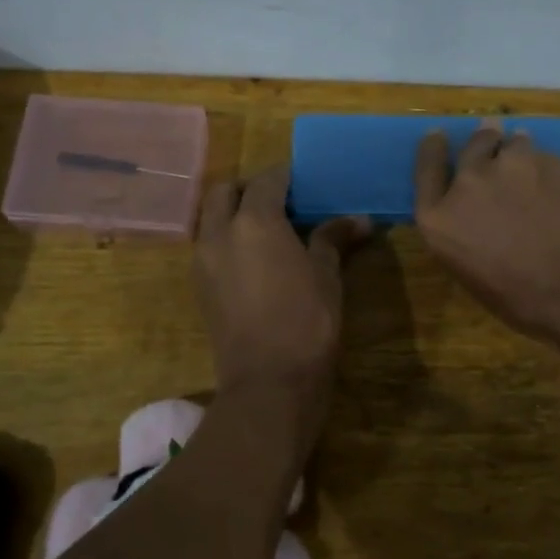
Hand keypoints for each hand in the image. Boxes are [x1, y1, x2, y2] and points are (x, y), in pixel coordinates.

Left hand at [194, 165, 370, 392]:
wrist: (268, 383)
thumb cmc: (307, 322)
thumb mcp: (326, 276)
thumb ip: (333, 239)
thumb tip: (359, 219)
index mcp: (254, 222)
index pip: (266, 180)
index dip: (285, 175)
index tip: (304, 179)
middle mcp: (220, 233)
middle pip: (224, 191)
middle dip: (248, 188)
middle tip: (279, 200)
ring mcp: (203, 261)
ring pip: (210, 218)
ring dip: (233, 213)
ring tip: (268, 229)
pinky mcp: (199, 287)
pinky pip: (209, 246)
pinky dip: (227, 239)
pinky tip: (255, 259)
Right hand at [414, 121, 559, 337]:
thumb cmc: (519, 298)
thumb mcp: (470, 270)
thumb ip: (464, 230)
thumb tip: (478, 216)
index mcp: (441, 216)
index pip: (427, 168)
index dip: (432, 149)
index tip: (437, 136)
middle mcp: (471, 181)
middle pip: (472, 146)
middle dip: (482, 139)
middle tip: (490, 134)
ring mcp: (514, 166)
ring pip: (514, 144)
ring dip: (517, 149)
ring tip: (528, 159)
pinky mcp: (553, 163)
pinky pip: (545, 158)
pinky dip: (547, 167)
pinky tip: (559, 185)